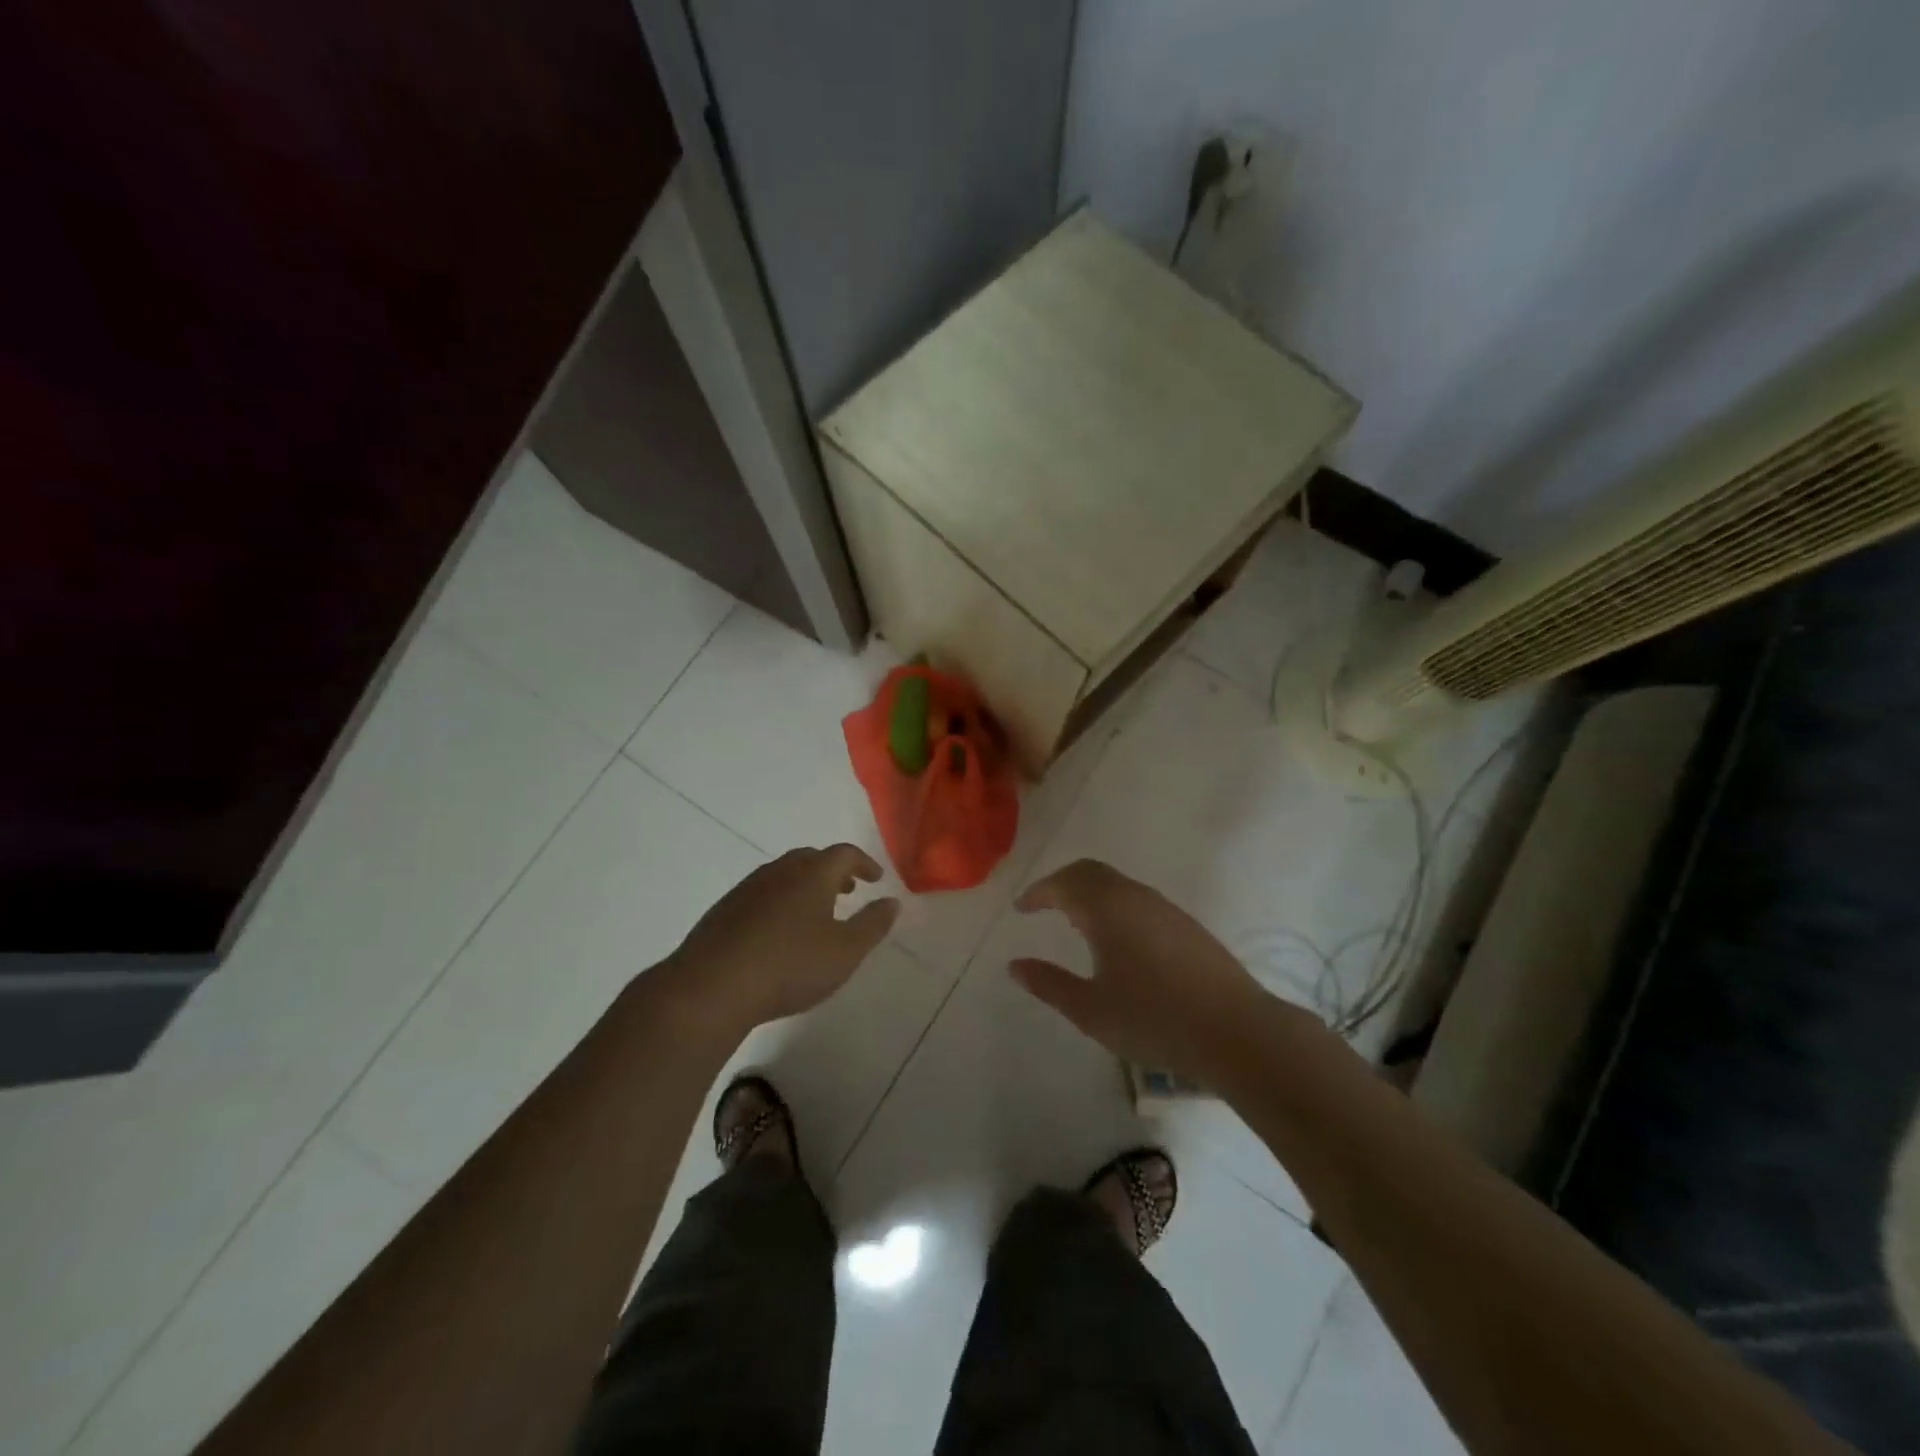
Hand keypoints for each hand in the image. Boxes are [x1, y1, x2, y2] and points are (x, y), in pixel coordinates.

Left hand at [663, 844, 900, 1037]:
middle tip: (848, 890)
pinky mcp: (725, 910)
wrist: (711, 987)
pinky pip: (762, 893)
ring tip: (816, 911)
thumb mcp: (845, 952)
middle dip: (833, 871)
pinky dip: (780, 900)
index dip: (863, 863)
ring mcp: (748, 888)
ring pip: (784, 875)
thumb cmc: (789, 966)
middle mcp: (779, 871)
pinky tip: (779, 931)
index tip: (875, 878)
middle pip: (811, 858)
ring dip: (805, 885)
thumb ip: (873, 925)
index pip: (844, 854)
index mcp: (812, 874)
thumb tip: (892, 901)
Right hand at [1010, 859, 1269, 1084]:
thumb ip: (1049, 984)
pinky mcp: (1186, 924)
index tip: (1021, 908)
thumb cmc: (1154, 1019)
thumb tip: (1015, 966)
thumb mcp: (1090, 1010)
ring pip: (1117, 884)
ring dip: (1090, 893)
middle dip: (1062, 883)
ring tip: (1076, 922)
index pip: (1063, 884)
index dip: (1038, 893)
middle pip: (1090, 872)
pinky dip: (1114, 904)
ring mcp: (1165, 908)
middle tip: (1044, 905)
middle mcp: (1134, 897)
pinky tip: (1118, 939)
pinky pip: (1138, 899)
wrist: (1235, 1030)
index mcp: (1106, 909)